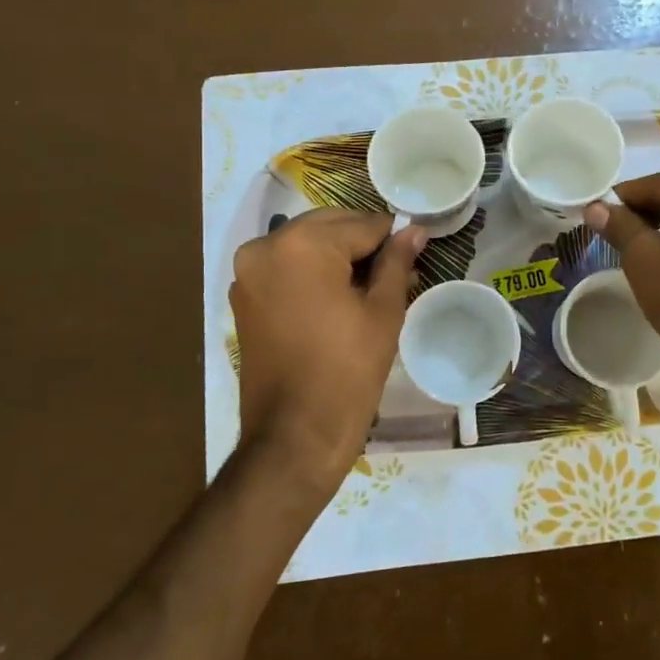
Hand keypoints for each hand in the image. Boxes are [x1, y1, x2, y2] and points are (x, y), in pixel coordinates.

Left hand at [229, 210, 424, 507]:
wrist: (294, 435)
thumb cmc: (348, 370)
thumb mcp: (383, 311)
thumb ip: (397, 262)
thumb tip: (415, 230)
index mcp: (303, 244)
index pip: (363, 224)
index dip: (393, 239)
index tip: (414, 253)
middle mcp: (266, 246)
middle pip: (330, 227)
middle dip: (363, 244)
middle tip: (396, 272)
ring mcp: (249, 272)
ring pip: (307, 246)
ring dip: (338, 258)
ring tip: (372, 288)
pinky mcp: (244, 297)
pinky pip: (286, 268)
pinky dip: (313, 274)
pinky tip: (340, 298)